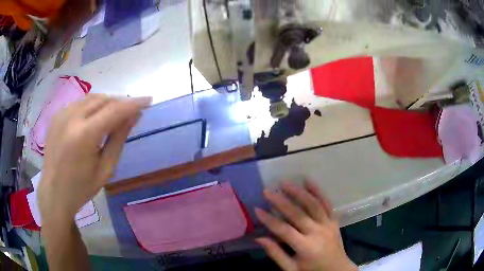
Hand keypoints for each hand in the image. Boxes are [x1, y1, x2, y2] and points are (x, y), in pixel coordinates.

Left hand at [37, 94, 151, 223]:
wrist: (54, 192)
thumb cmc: (82, 187)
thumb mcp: (105, 169)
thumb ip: (118, 139)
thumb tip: (134, 116)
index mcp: (85, 135)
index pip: (115, 110)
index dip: (133, 103)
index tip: (148, 100)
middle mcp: (72, 118)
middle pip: (103, 99)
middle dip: (120, 102)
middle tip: (132, 110)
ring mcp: (62, 114)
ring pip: (91, 97)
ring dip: (107, 102)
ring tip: (115, 112)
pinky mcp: (57, 115)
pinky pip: (79, 102)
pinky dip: (92, 105)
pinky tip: (95, 116)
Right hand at [255, 181, 356, 270]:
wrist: (337, 269)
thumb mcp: (291, 269)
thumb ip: (276, 254)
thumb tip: (259, 238)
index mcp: (306, 247)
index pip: (284, 230)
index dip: (269, 220)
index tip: (257, 209)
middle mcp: (317, 233)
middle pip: (298, 214)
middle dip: (281, 202)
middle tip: (267, 191)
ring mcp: (328, 224)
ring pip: (313, 205)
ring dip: (299, 192)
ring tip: (285, 183)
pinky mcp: (334, 220)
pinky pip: (326, 203)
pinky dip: (318, 191)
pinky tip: (308, 180)